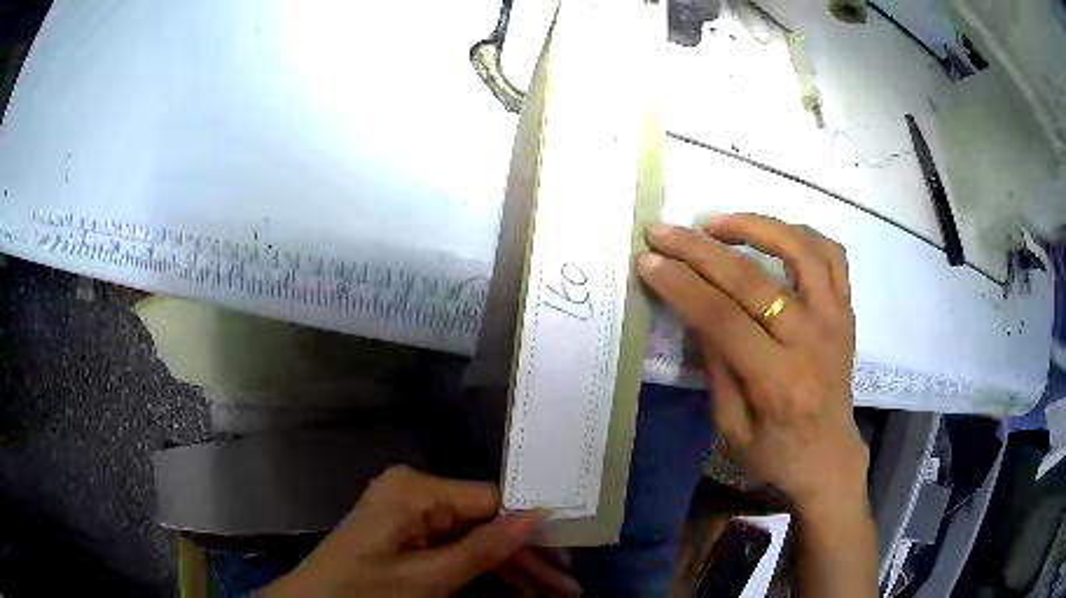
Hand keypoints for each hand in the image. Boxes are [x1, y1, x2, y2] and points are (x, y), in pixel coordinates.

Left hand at [262, 466, 579, 596]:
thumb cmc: (364, 591)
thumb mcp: (428, 579)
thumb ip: (483, 548)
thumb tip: (538, 517)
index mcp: (416, 491)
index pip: (492, 501)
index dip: (532, 530)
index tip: (570, 556)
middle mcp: (416, 493)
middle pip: (487, 524)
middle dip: (527, 559)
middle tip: (568, 588)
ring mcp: (411, 514)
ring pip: (475, 541)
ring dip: (511, 570)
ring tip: (552, 595)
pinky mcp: (408, 533)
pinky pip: (456, 550)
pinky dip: (483, 573)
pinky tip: (515, 591)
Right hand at [637, 214, 867, 515]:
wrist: (829, 458)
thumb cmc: (776, 454)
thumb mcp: (731, 428)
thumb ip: (716, 366)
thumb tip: (694, 310)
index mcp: (779, 382)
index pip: (724, 319)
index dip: (682, 286)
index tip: (649, 261)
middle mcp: (812, 342)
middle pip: (753, 280)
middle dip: (700, 250)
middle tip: (664, 232)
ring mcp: (836, 320)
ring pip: (801, 251)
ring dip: (756, 227)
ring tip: (717, 223)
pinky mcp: (847, 311)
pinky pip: (832, 255)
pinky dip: (801, 235)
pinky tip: (774, 234)